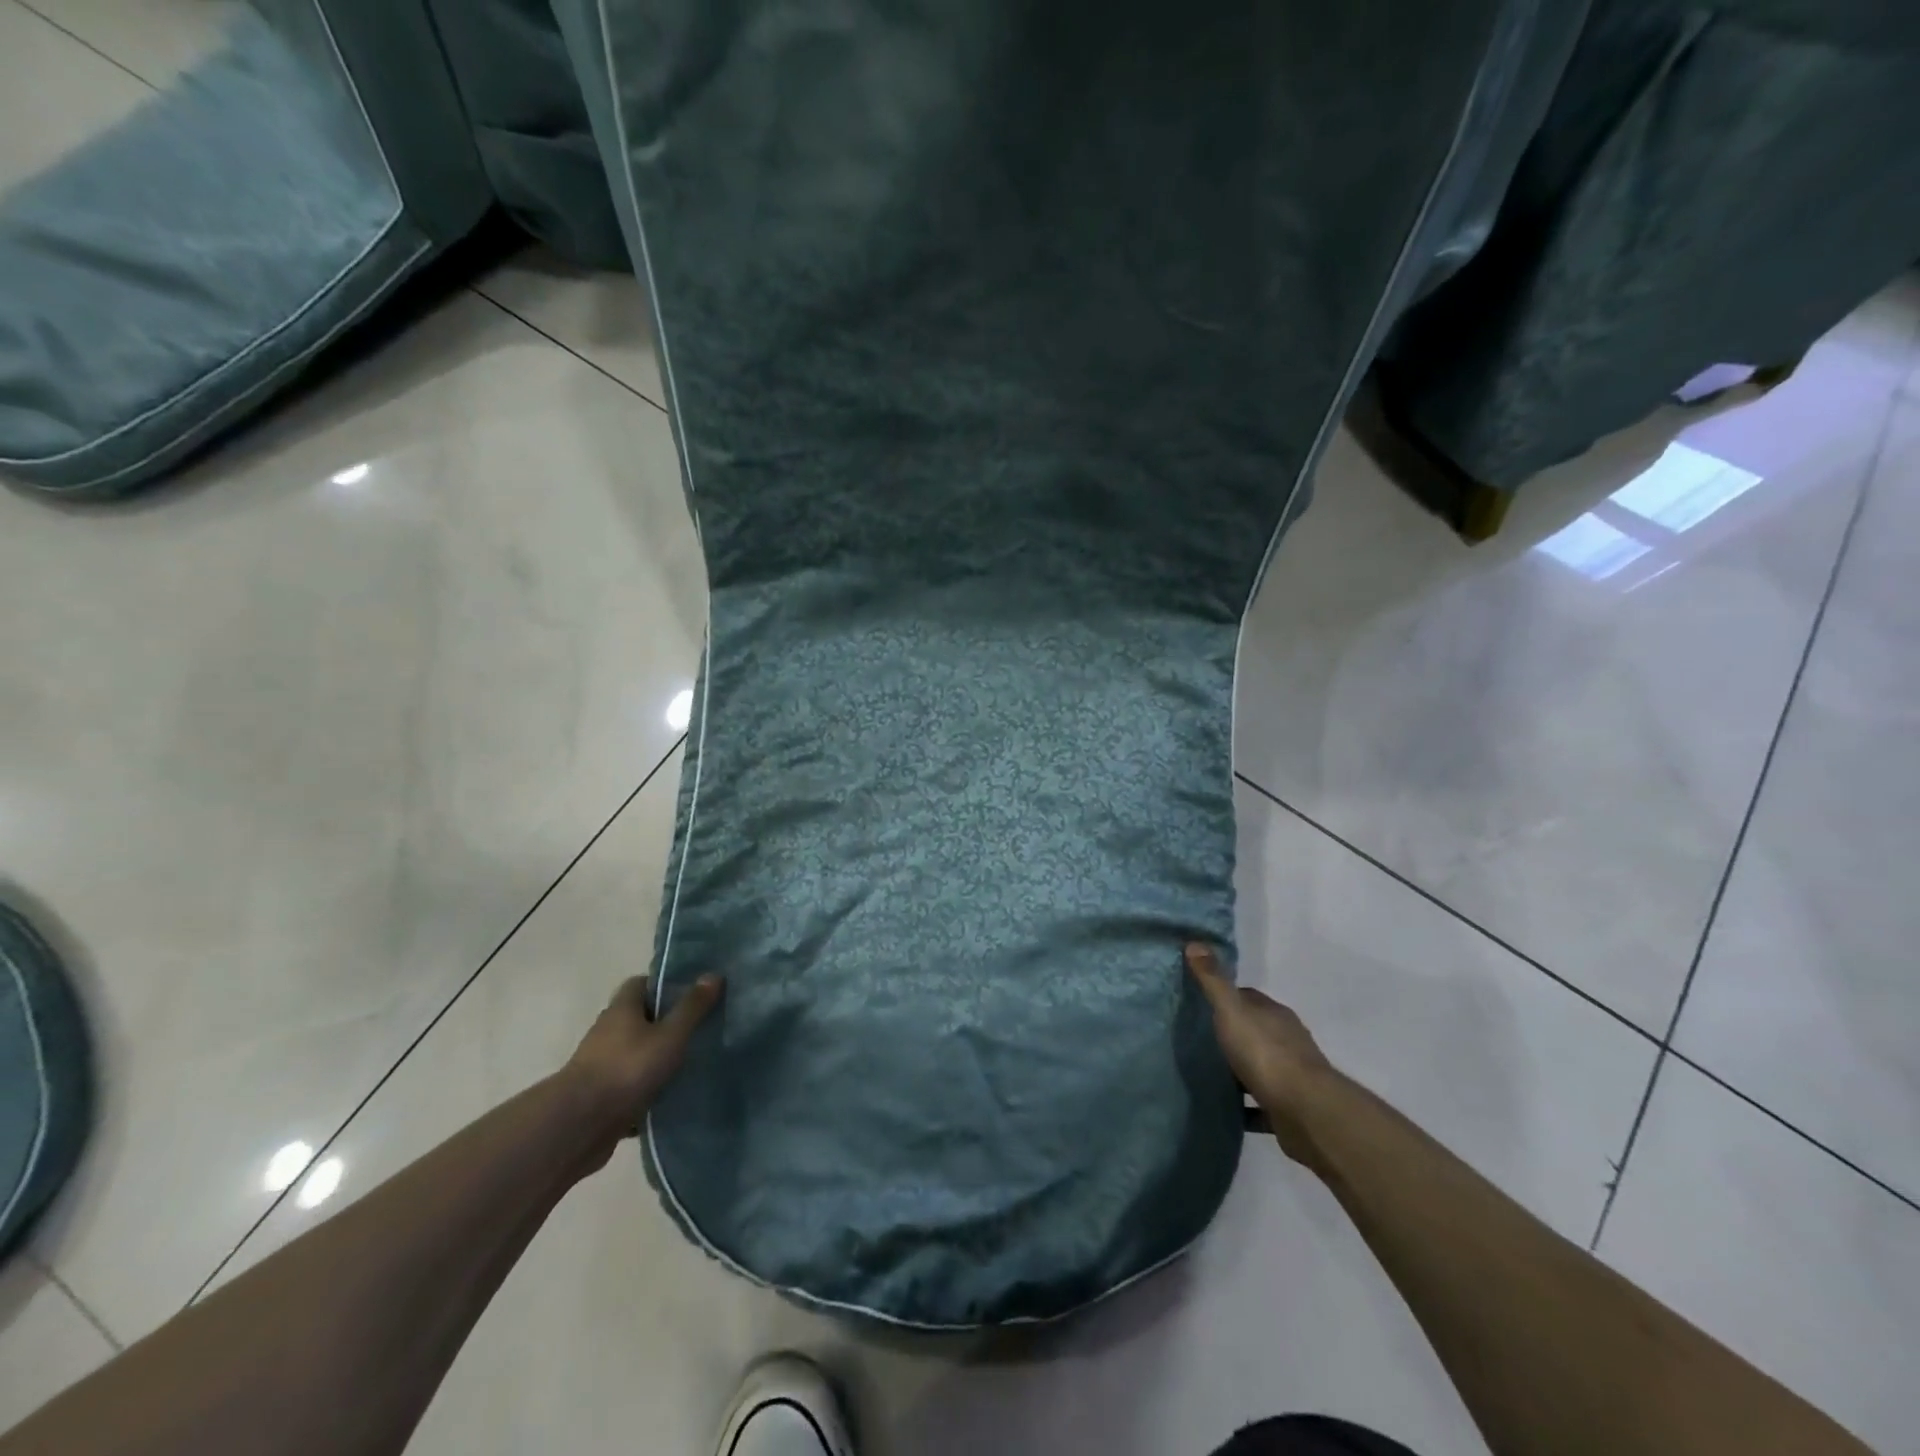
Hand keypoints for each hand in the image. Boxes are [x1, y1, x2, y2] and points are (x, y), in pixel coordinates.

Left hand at [562, 974, 723, 1164]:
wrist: (578, 1126)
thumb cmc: (628, 1068)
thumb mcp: (670, 1035)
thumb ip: (692, 1007)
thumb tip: (714, 974)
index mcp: (622, 1009)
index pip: (642, 984)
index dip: (665, 985)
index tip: (692, 995)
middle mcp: (608, 1031)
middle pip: (639, 1019)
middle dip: (666, 1023)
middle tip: (699, 1029)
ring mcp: (601, 1065)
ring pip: (635, 1054)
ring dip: (657, 1059)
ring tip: (691, 1064)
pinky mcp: (601, 1096)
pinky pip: (630, 1086)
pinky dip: (647, 1090)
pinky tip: (671, 1098)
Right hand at [1185, 943, 1334, 1167]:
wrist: (1307, 1113)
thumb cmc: (1266, 1054)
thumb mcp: (1232, 1011)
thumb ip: (1213, 981)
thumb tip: (1194, 942)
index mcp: (1274, 1014)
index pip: (1247, 998)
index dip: (1224, 998)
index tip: (1199, 1004)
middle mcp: (1286, 1039)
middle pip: (1254, 1031)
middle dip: (1230, 1034)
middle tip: (1196, 1039)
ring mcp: (1291, 1075)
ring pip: (1259, 1066)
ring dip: (1238, 1070)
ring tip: (1206, 1073)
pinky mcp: (1289, 1107)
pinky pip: (1261, 1103)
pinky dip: (1246, 1105)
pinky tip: (1225, 1107)